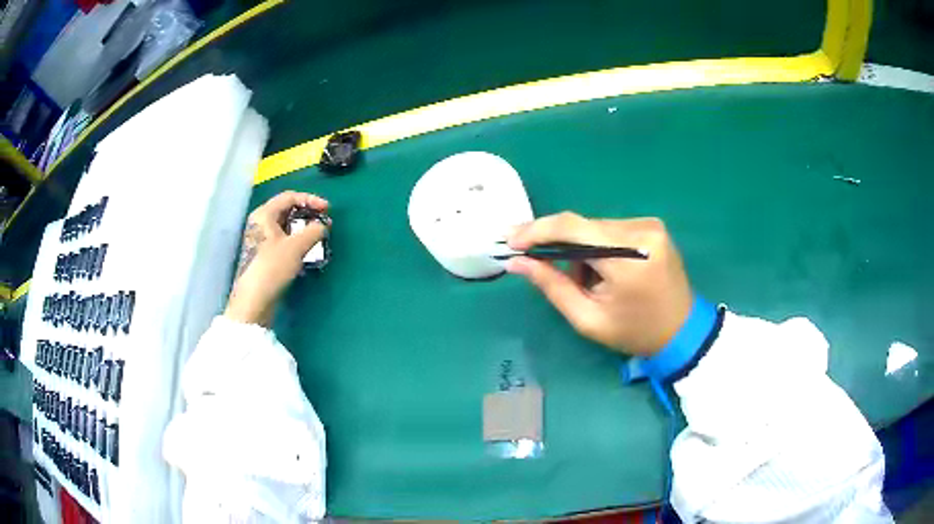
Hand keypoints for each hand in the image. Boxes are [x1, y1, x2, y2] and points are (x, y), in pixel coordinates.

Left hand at [225, 191, 329, 325]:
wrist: (254, 299)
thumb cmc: (272, 267)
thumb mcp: (296, 246)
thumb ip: (313, 231)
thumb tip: (323, 226)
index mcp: (264, 214)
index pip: (289, 197)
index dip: (310, 199)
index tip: (327, 209)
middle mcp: (260, 223)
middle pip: (287, 210)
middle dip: (307, 215)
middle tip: (323, 222)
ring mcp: (260, 239)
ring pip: (285, 227)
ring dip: (303, 229)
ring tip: (317, 237)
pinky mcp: (263, 255)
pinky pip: (283, 240)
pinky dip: (296, 241)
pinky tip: (306, 251)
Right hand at [506, 212, 692, 356]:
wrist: (682, 331)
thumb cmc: (634, 332)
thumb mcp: (588, 318)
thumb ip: (552, 286)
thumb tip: (517, 262)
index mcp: (629, 258)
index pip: (573, 228)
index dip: (537, 230)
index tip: (510, 240)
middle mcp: (642, 231)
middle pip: (583, 226)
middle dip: (559, 246)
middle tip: (540, 265)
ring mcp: (651, 225)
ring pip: (596, 227)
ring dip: (581, 249)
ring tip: (587, 281)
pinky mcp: (653, 226)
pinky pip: (612, 229)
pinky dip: (599, 246)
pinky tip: (604, 270)